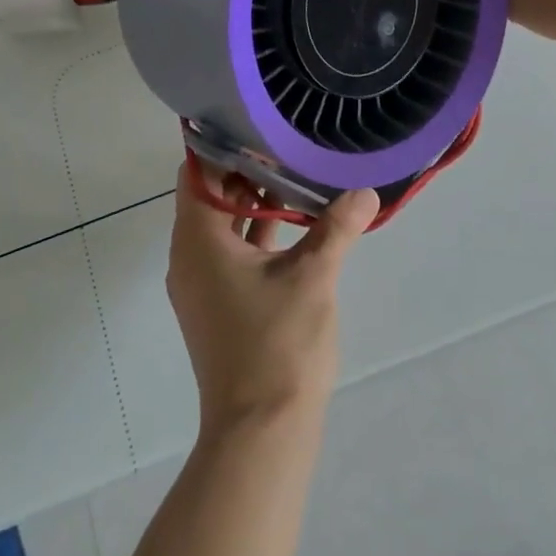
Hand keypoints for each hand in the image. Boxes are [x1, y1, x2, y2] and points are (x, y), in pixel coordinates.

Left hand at [167, 162, 379, 435]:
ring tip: (296, 172)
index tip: (253, 122)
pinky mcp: (220, 306)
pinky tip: (297, 223)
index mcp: (198, 242)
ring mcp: (203, 286)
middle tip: (284, 142)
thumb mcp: (313, 277)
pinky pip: (233, 253)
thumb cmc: (278, 344)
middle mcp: (190, 259)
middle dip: (246, 170)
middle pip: (212, 197)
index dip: (222, 145)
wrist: (261, 433)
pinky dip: (258, 234)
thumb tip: (365, 192)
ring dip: (255, 203)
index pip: (199, 174)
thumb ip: (336, 227)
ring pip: (224, 227)